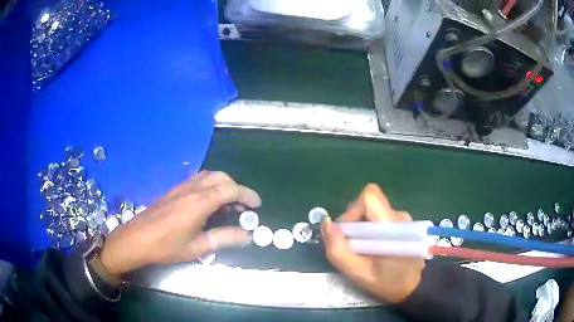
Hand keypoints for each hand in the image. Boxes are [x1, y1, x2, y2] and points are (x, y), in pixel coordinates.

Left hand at [99, 171, 260, 275]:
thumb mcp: (197, 247)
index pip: (230, 189)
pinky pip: (198, 179)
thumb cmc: (167, 246)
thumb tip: (247, 235)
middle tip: (242, 207)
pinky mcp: (174, 190)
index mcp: (199, 202)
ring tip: (228, 203)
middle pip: (221, 177)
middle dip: (236, 188)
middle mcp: (192, 189)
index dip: (247, 195)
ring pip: (209, 176)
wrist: (137, 239)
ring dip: (223, 185)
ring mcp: (181, 187)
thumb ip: (224, 238)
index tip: (257, 206)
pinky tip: (209, 202)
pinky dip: (211, 185)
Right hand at [321, 184, 423, 303]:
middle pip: (368, 204)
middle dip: (353, 221)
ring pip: (372, 211)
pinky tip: (372, 247)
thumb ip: (338, 249)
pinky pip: (378, 217)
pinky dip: (369, 230)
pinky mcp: (400, 223)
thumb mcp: (358, 273)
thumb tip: (326, 223)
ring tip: (362, 250)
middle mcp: (398, 215)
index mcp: (391, 225)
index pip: (369, 197)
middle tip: (352, 246)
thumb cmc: (388, 282)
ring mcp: (401, 218)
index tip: (348, 233)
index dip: (353, 210)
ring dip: (360, 227)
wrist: (414, 286)